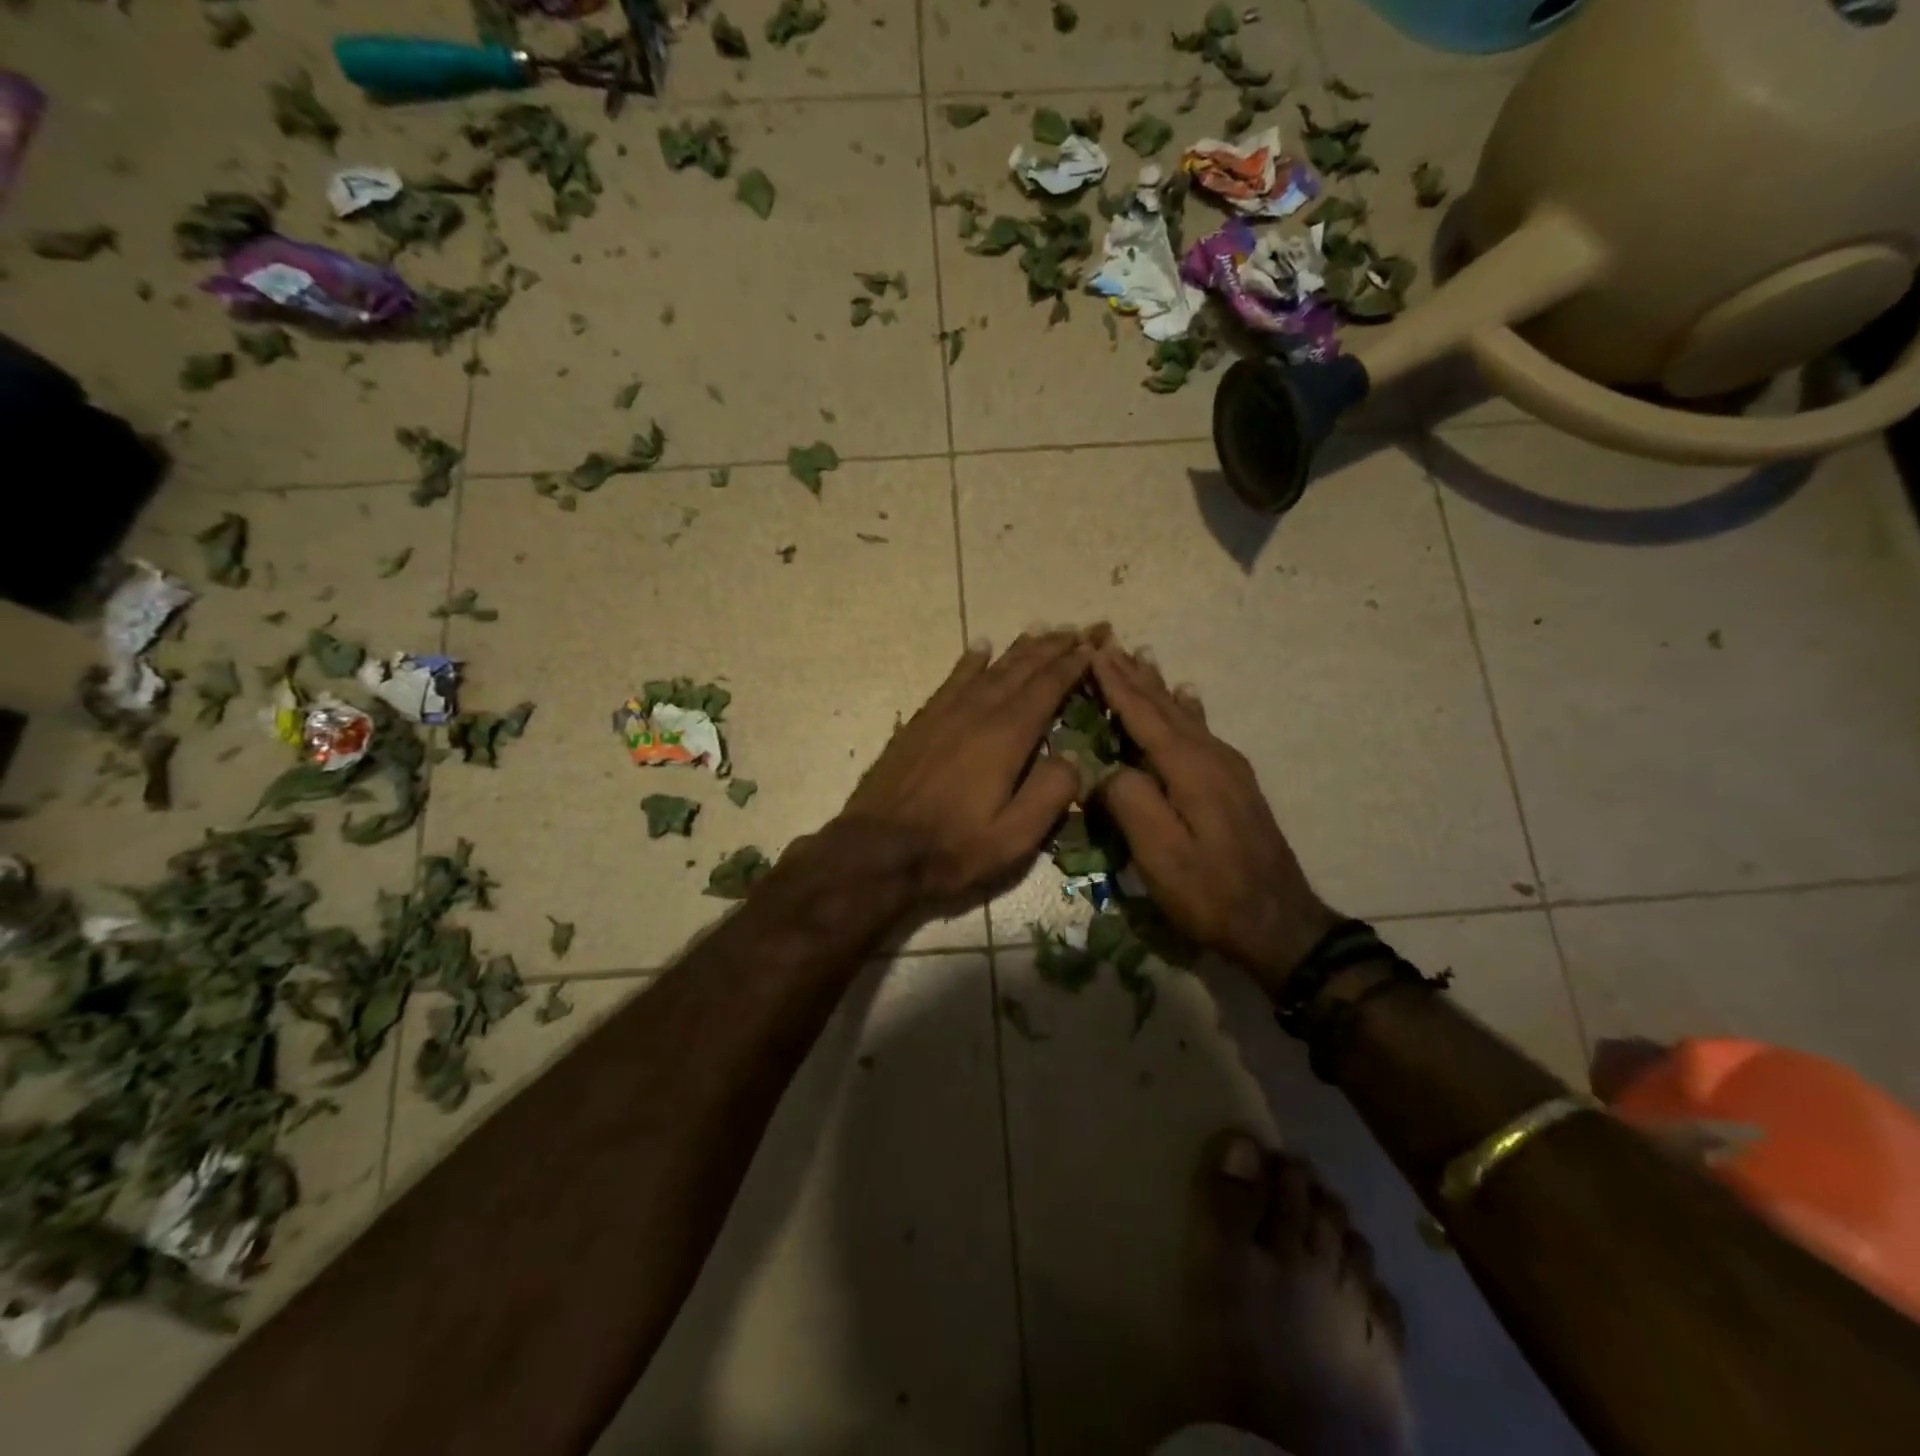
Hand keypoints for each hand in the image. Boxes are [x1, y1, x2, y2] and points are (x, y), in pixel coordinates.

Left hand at [840, 630, 1093, 909]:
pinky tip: (980, 648)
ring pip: (988, 670)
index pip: (1047, 688)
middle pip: (1020, 669)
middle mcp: (977, 712)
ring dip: (1017, 649)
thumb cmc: (953, 849)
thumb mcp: (1014, 837)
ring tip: (1039, 630)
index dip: (1072, 665)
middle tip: (1076, 629)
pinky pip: (952, 680)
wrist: (878, 850)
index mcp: (1006, 737)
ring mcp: (944, 714)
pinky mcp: (920, 722)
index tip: (1093, 646)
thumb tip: (1073, 757)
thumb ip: (1050, 793)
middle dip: (1051, 647)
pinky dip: (969, 661)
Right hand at [1089, 638, 1337, 992]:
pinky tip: (1187, 697)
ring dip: (1157, 686)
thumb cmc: (1211, 893)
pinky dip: (1184, 708)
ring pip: (1184, 715)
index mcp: (1191, 769)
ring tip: (1141, 658)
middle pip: (1166, 707)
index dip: (1117, 685)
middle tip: (1108, 643)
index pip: (1145, 716)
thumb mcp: (1161, 856)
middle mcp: (1212, 757)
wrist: (1278, 924)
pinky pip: (1200, 731)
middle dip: (1134, 675)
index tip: (1093, 652)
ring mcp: (1228, 769)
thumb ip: (1130, 802)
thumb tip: (1108, 769)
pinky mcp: (1234, 785)